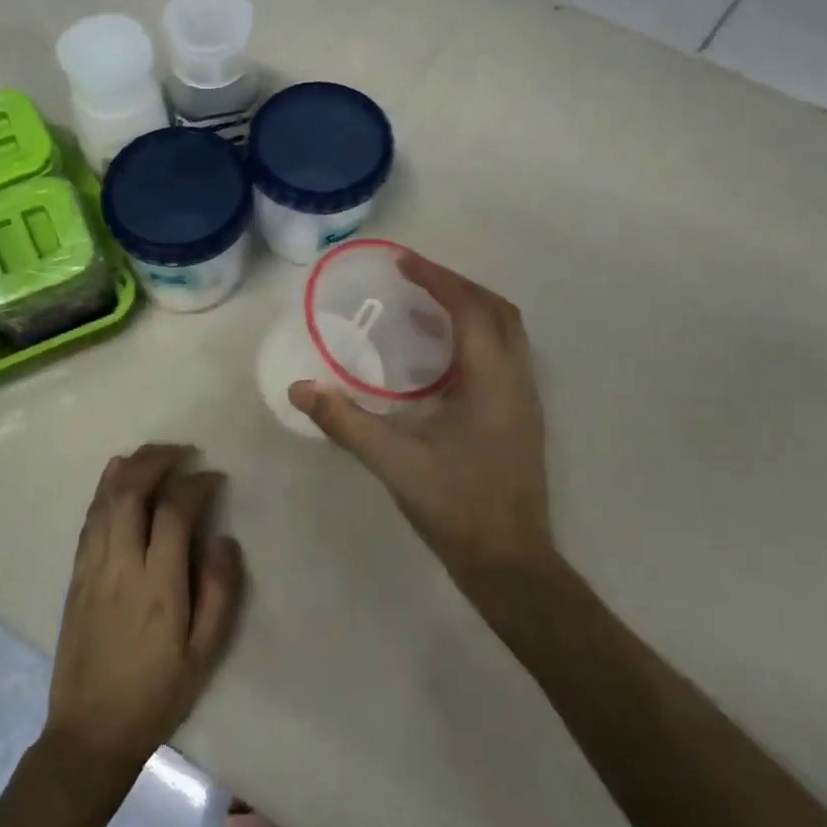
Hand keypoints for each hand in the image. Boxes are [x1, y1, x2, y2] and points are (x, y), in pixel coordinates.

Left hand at [43, 444, 244, 784]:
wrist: (90, 733)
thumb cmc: (156, 694)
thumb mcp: (204, 653)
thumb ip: (219, 592)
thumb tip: (222, 538)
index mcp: (158, 585)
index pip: (174, 512)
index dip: (195, 484)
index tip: (214, 476)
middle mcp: (121, 566)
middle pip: (131, 492)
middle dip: (157, 460)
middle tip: (183, 450)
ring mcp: (92, 568)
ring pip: (105, 500)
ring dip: (130, 468)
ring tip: (154, 453)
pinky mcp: (75, 577)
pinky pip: (89, 520)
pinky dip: (104, 490)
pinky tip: (115, 477)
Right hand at [291, 254, 552, 599]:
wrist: (511, 563)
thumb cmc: (456, 507)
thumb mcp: (394, 463)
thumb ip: (345, 422)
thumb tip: (300, 389)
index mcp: (492, 380)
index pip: (469, 309)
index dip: (437, 280)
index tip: (402, 263)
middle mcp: (517, 379)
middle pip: (497, 310)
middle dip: (457, 286)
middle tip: (414, 280)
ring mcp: (525, 398)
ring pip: (506, 332)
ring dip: (470, 309)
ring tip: (425, 308)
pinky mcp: (522, 417)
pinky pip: (504, 355)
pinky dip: (476, 337)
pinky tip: (441, 358)